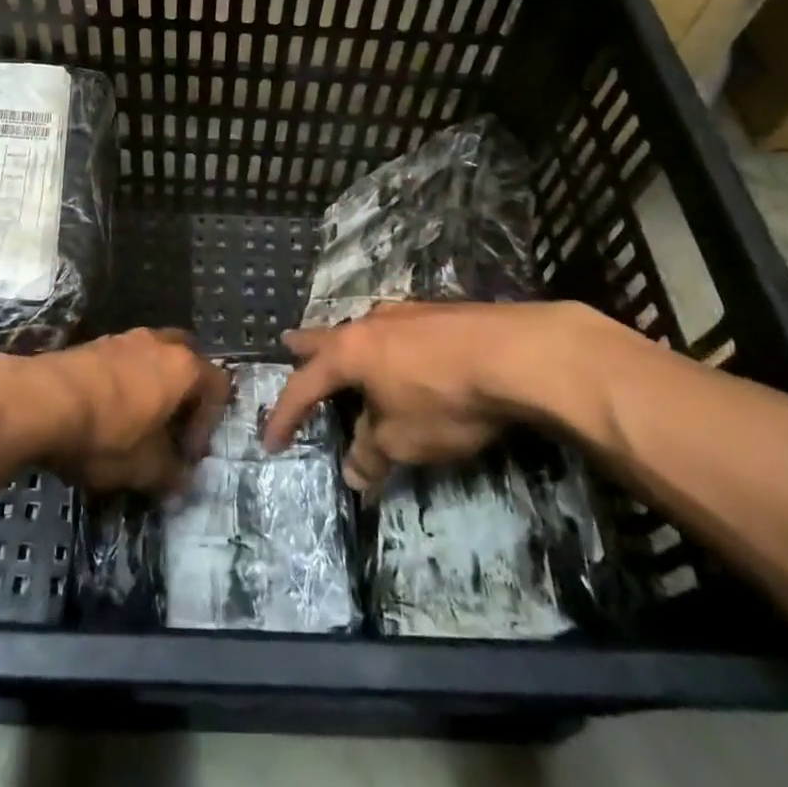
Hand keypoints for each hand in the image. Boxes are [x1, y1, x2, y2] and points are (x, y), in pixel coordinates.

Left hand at [29, 329, 232, 492]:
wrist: (41, 401)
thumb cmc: (107, 433)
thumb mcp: (144, 468)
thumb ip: (171, 475)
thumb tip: (182, 483)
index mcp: (184, 367)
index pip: (217, 387)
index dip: (209, 424)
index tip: (187, 455)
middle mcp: (160, 343)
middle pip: (187, 362)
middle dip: (185, 395)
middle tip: (171, 428)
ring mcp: (125, 338)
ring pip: (153, 358)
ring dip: (153, 387)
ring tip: (136, 423)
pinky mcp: (93, 343)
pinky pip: (123, 361)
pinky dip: (125, 383)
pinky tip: (106, 413)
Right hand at [262, 301, 597, 492]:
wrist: (516, 354)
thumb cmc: (445, 399)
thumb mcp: (403, 439)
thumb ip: (373, 453)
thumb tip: (355, 472)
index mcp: (350, 353)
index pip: (304, 387)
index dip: (284, 415)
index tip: (271, 440)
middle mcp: (371, 325)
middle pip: (328, 337)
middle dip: (307, 346)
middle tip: (287, 343)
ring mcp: (408, 314)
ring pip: (366, 329)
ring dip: (351, 344)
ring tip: (348, 351)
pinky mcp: (442, 314)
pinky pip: (399, 331)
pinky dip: (388, 346)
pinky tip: (403, 352)